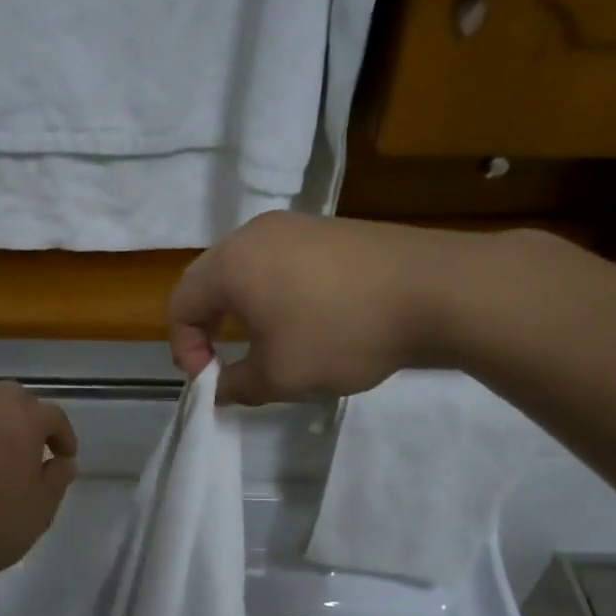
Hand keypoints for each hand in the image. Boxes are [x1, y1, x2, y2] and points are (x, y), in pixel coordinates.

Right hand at [168, 212, 468, 404]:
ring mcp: (295, 226)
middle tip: (231, 363)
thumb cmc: (340, 333)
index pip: (180, 303)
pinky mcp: (329, 230)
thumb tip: (218, 389)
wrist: (434, 290)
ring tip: (273, 343)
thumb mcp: (280, 375)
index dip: (184, 347)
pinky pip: (283, 263)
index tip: (211, 380)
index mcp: (230, 263)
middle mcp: (254, 234)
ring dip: (246, 311)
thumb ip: (236, 385)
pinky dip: (279, 294)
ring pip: (248, 272)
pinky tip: (312, 319)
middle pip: (210, 282)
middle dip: (212, 327)